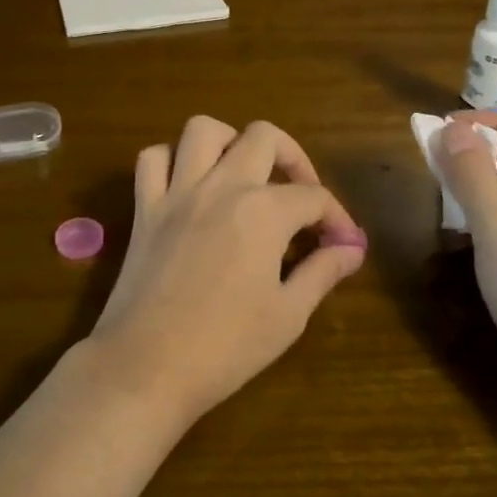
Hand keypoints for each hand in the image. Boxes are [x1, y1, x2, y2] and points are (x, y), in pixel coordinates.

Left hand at [88, 116, 367, 426]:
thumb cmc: (225, 347)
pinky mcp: (145, 208)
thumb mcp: (288, 314)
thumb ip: (322, 272)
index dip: (337, 219)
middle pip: (264, 137)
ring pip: (202, 130)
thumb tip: (351, 249)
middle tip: (300, 195)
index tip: (345, 245)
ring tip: (244, 175)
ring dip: (230, 142)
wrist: (145, 367)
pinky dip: (173, 160)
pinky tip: (189, 185)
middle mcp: (222, 186)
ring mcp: (177, 192)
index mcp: (263, 211)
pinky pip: (152, 159)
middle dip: (293, 158)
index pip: (314, 197)